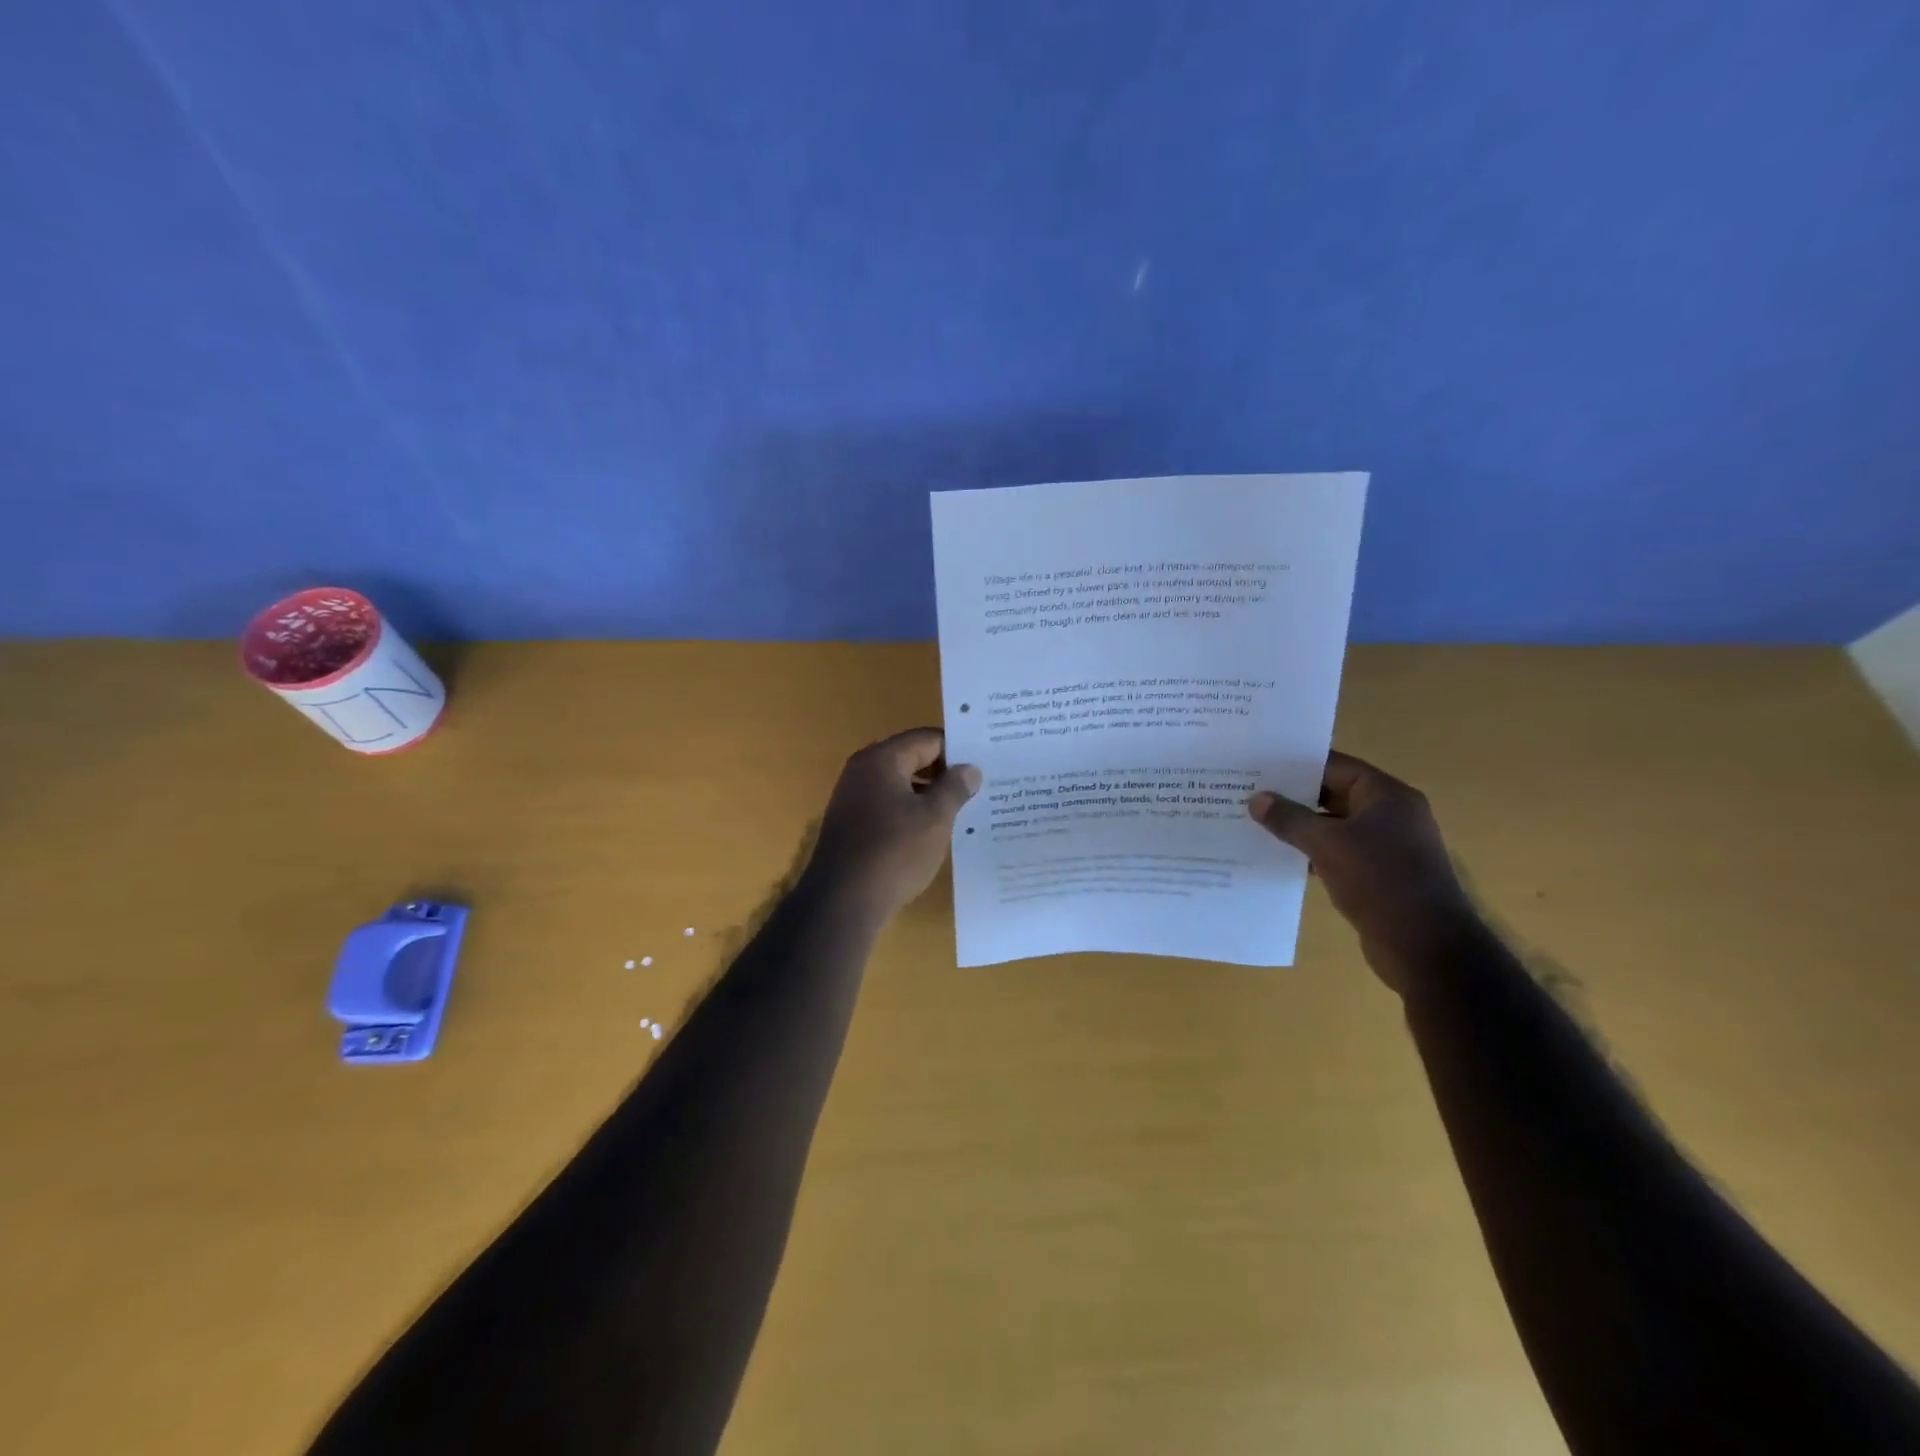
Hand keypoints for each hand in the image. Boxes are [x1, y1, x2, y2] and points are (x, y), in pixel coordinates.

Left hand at [802, 728, 981, 922]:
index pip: (927, 739)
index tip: (985, 766)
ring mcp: (853, 798)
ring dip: (929, 794)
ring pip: (901, 784)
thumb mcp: (934, 818)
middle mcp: (862, 771)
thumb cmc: (894, 852)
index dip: (958, 750)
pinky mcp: (852, 824)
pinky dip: (911, 812)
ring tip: (963, 810)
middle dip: (945, 772)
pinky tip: (933, 832)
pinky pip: (888, 806)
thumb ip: (954, 788)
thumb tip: (970, 769)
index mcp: (881, 759)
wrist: (842, 902)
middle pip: (912, 758)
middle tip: (980, 787)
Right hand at [1248, 751, 1479, 991]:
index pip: (1336, 767)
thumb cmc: (1379, 881)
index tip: (1259, 767)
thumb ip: (1290, 819)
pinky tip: (1281, 858)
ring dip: (1301, 828)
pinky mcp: (1381, 876)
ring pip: (1335, 826)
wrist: (1426, 947)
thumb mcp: (1326, 844)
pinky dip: (1314, 853)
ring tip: (1257, 825)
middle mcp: (1392, 815)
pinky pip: (1340, 853)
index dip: (1297, 766)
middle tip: (1250, 795)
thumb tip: (1257, 799)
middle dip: (1294, 797)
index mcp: (1387, 796)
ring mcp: (1388, 847)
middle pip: (1335, 795)